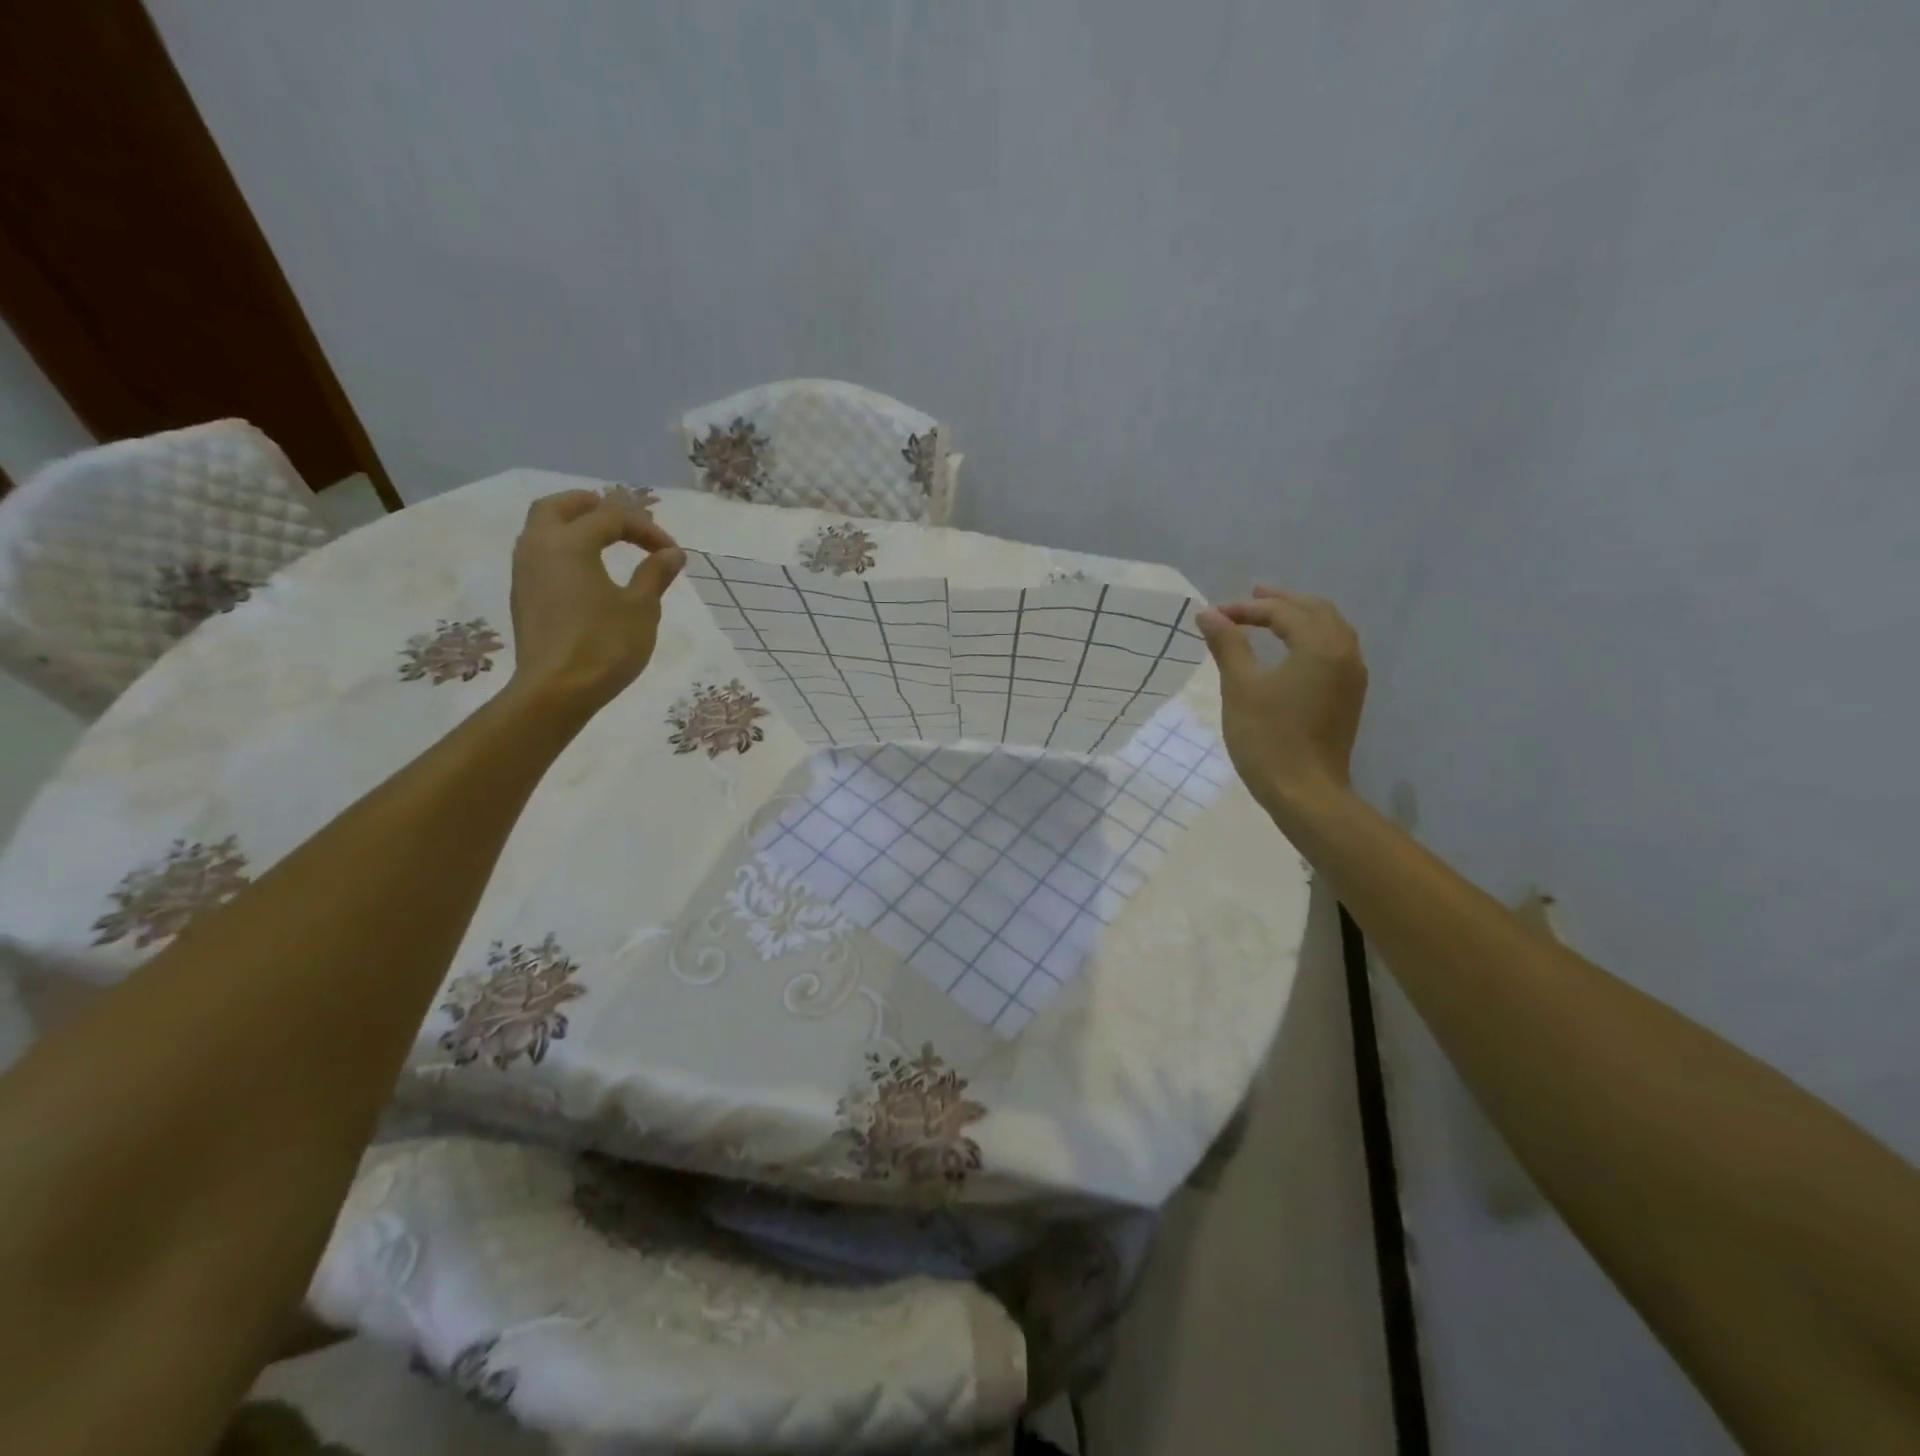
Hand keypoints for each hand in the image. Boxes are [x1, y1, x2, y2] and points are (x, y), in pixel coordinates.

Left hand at [506, 490, 685, 712]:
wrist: (556, 691)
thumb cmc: (604, 645)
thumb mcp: (641, 609)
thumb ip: (655, 574)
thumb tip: (672, 553)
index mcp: (570, 542)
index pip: (612, 517)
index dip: (646, 529)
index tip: (672, 552)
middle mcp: (540, 546)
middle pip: (559, 506)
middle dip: (592, 506)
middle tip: (621, 518)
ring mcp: (525, 571)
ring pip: (543, 528)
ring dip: (574, 525)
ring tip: (605, 540)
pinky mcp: (524, 595)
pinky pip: (541, 553)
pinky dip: (564, 548)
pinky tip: (586, 569)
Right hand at [1196, 587, 1367, 814]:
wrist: (1305, 793)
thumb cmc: (1268, 738)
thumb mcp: (1240, 687)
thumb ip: (1227, 644)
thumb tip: (1208, 614)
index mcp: (1320, 645)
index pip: (1283, 611)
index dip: (1246, 609)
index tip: (1213, 615)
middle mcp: (1345, 652)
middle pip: (1315, 611)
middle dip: (1281, 602)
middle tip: (1250, 597)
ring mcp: (1352, 676)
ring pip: (1329, 630)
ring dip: (1298, 618)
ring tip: (1270, 618)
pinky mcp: (1348, 697)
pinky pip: (1333, 651)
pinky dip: (1310, 639)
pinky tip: (1290, 650)